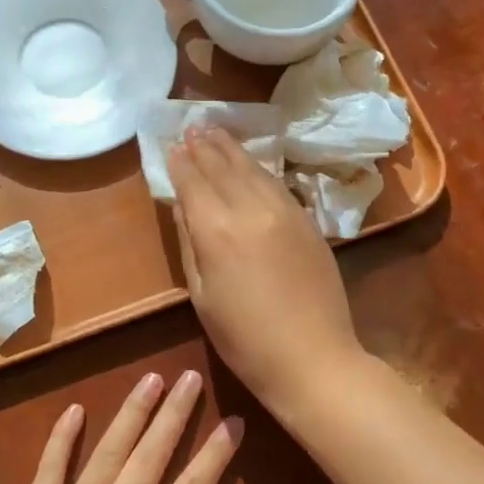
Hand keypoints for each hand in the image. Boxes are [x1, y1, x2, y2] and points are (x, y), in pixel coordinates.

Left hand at [0, 371, 240, 483]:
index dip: (215, 454)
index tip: (232, 421)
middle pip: (149, 458)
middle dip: (173, 415)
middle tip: (190, 377)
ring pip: (106, 455)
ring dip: (130, 414)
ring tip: (150, 379)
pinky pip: (49, 471)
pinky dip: (61, 439)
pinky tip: (75, 410)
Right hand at [167, 127, 364, 407]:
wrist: (313, 357)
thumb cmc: (244, 339)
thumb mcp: (202, 295)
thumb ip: (190, 243)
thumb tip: (183, 205)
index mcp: (217, 230)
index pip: (193, 181)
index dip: (179, 162)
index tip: (170, 144)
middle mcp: (251, 209)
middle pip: (223, 166)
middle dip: (204, 145)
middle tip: (191, 126)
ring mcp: (285, 211)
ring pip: (253, 169)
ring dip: (232, 149)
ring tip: (216, 132)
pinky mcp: (308, 221)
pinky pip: (277, 183)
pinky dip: (258, 168)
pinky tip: (251, 164)